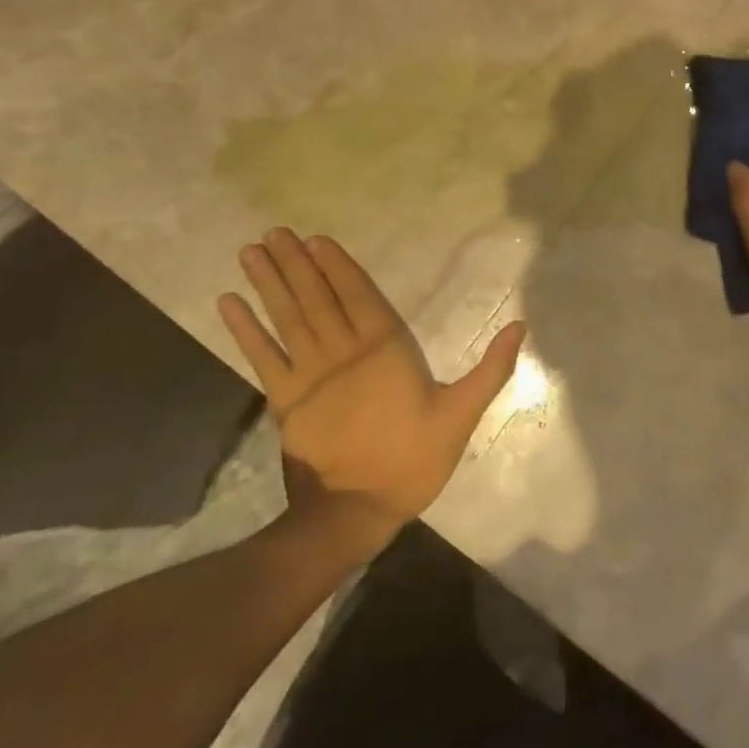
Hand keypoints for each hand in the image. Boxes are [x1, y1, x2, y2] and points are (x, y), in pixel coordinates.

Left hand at [218, 229, 525, 549]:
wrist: (354, 515)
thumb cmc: (412, 460)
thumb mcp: (462, 415)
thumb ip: (491, 369)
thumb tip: (519, 325)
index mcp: (385, 350)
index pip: (359, 296)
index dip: (337, 266)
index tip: (315, 239)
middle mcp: (344, 353)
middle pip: (317, 299)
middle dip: (296, 264)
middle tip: (274, 232)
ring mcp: (309, 377)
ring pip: (288, 319)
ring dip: (269, 284)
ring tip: (252, 251)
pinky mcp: (285, 402)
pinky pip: (261, 358)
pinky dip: (244, 330)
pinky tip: (228, 304)